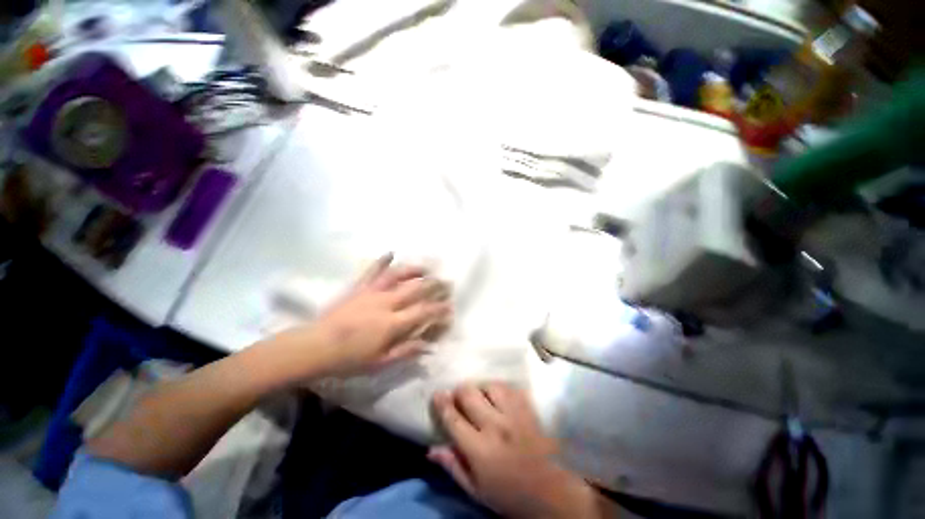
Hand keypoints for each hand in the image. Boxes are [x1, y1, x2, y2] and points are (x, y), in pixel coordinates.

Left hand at [307, 253, 451, 375]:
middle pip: (416, 289)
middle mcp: (387, 302)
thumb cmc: (348, 359)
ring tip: (427, 267)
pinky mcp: (359, 287)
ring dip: (414, 270)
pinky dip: (382, 261)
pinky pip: (372, 271)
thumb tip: (429, 346)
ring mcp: (372, 292)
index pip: (423, 312)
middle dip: (434, 285)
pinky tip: (391, 252)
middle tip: (446, 282)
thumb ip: (406, 351)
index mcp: (393, 323)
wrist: (314, 347)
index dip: (439, 309)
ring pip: (398, 276)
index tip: (450, 307)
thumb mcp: (380, 362)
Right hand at [430, 383, 609, 518]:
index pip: (453, 418)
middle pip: (469, 393)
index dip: (442, 403)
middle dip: (460, 392)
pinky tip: (498, 397)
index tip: (437, 394)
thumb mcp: (477, 490)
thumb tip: (431, 449)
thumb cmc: (510, 495)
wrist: (553, 493)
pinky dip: (500, 389)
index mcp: (480, 450)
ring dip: (481, 388)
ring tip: (480, 397)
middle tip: (459, 397)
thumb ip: (453, 467)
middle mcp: (496, 426)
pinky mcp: (529, 408)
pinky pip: (510, 387)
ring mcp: (515, 413)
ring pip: (489, 385)